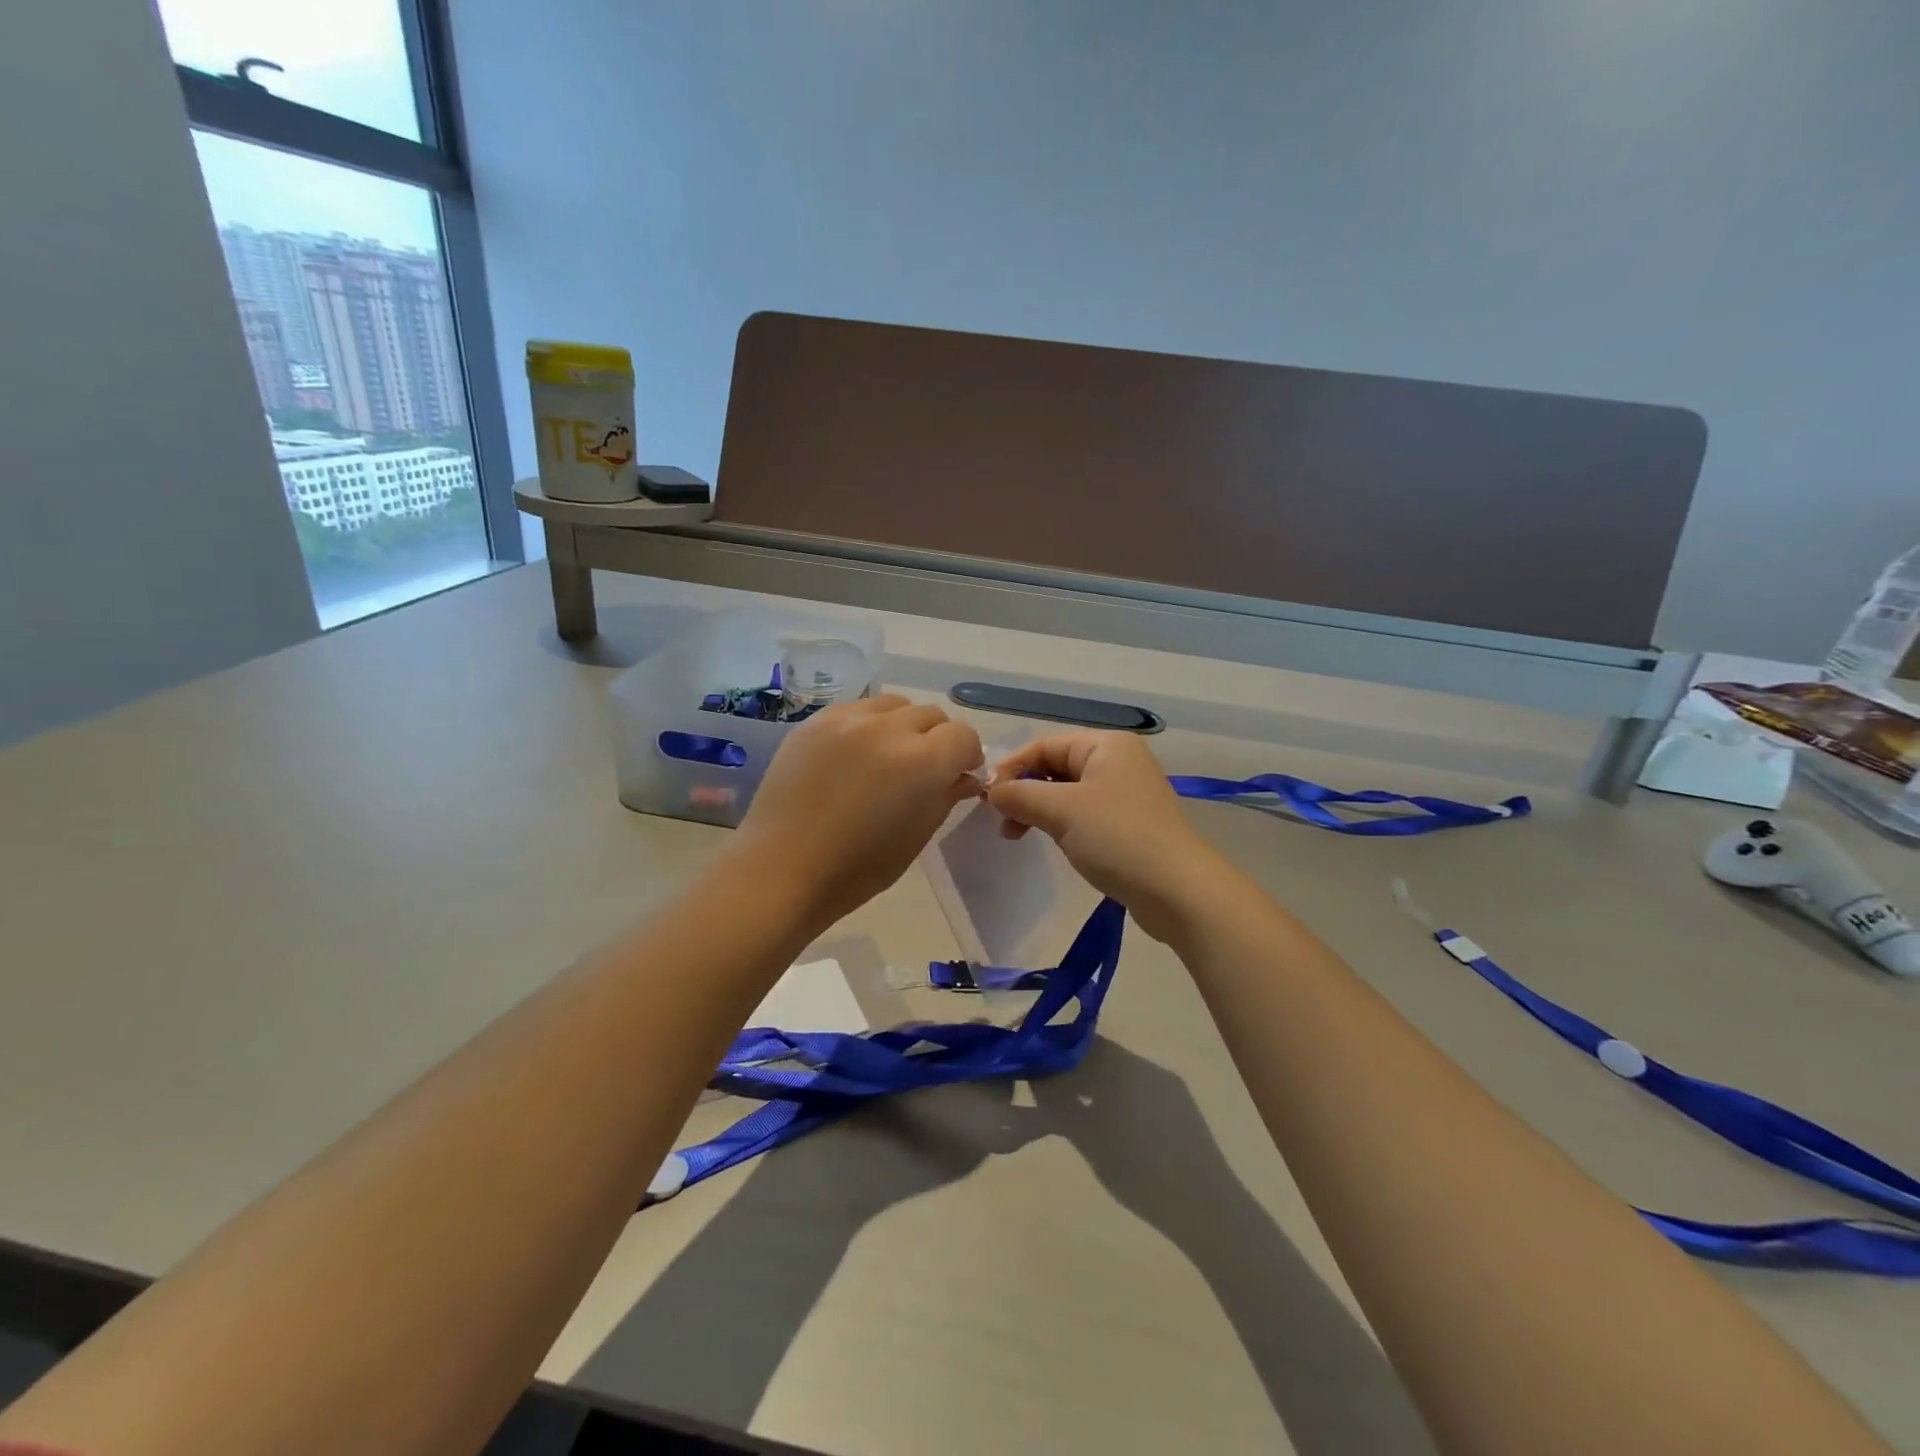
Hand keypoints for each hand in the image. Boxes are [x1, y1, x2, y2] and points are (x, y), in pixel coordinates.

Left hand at [733, 694, 983, 929]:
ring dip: (903, 726)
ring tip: (887, 758)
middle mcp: (888, 728)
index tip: (958, 776)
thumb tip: (963, 777)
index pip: (963, 736)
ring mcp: (848, 719)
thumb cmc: (857, 868)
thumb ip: (945, 796)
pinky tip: (854, 756)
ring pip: (894, 705)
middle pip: (931, 715)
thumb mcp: (916, 836)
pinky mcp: (815, 721)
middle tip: (923, 771)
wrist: (782, 868)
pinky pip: (857, 710)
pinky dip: (868, 726)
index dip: (967, 756)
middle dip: (937, 740)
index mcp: (921, 761)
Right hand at [986, 732, 1232, 941]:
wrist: (1178, 891)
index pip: (1044, 745)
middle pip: (1055, 766)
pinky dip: (1060, 823)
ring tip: (1016, 835)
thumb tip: (991, 790)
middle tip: (1000, 820)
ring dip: (1038, 809)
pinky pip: (1083, 813)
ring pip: (1067, 792)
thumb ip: (1020, 795)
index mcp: (1106, 745)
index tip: (987, 797)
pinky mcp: (1129, 823)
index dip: (1012, 767)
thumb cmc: (1117, 838)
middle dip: (1024, 790)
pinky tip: (1048, 841)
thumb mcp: (1062, 811)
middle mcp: (1117, 761)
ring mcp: (1125, 793)